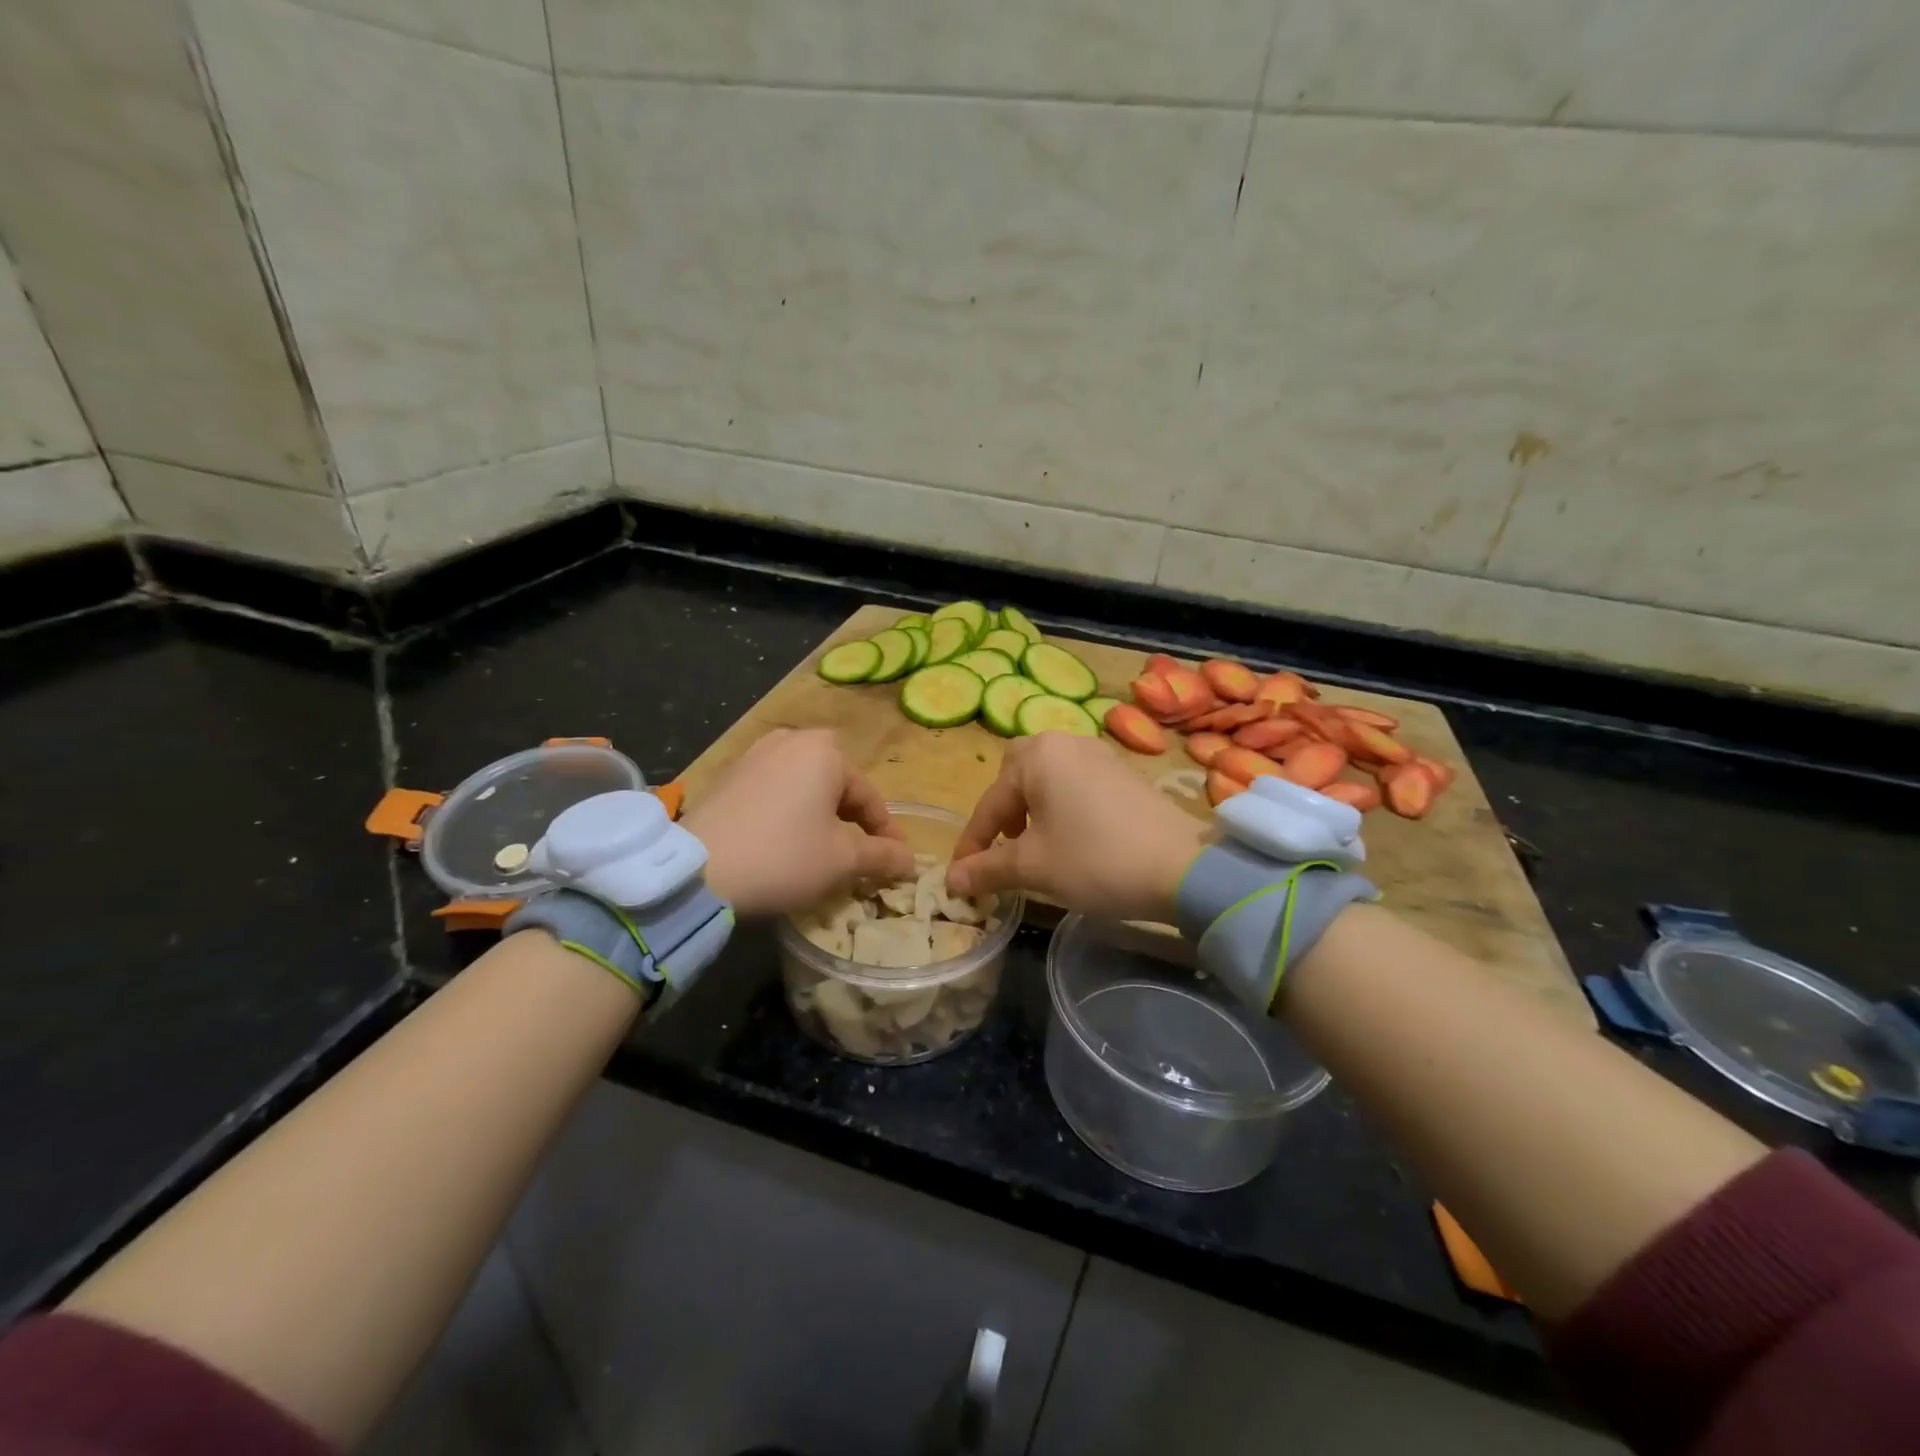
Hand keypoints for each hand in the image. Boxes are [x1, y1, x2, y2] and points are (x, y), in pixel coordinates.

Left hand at [683, 728, 914, 917]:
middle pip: (836, 785)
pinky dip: (787, 813)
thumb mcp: (842, 860)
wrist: (696, 870)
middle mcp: (791, 740)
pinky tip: (782, 842)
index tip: (895, 862)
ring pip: (804, 787)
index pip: (869, 797)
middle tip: (857, 854)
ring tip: (821, 849)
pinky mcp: (728, 774)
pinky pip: (773, 791)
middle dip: (850, 819)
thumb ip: (882, 855)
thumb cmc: (783, 856)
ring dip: (818, 815)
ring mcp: (755, 754)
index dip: (886, 833)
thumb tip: (911, 859)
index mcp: (826, 752)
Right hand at [948, 734, 1207, 923]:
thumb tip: (951, 880)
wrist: (1184, 867)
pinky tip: (1073, 838)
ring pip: (1047, 777)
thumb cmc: (1096, 860)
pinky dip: (1061, 806)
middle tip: (1004, 846)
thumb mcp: (1034, 867)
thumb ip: (987, 869)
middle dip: (1002, 812)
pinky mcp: (1122, 772)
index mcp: (1037, 756)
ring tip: (1036, 846)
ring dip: (1031, 809)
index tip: (960, 877)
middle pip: (1016, 774)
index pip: (989, 803)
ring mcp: (1098, 754)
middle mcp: (1065, 742)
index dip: (972, 844)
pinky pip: (1075, 782)